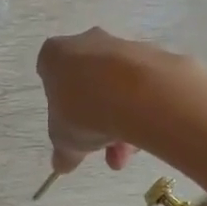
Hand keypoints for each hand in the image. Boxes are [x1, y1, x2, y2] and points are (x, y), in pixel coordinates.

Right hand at [36, 28, 167, 175]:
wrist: (141, 93)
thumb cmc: (86, 110)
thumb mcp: (65, 140)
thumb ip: (63, 151)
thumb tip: (61, 163)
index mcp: (56, 55)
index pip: (51, 74)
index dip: (60, 104)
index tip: (70, 127)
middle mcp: (88, 42)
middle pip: (89, 83)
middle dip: (96, 120)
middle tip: (103, 149)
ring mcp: (123, 46)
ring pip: (118, 87)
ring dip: (121, 119)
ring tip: (129, 152)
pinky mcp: (155, 55)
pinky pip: (144, 86)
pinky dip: (143, 108)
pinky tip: (148, 133)